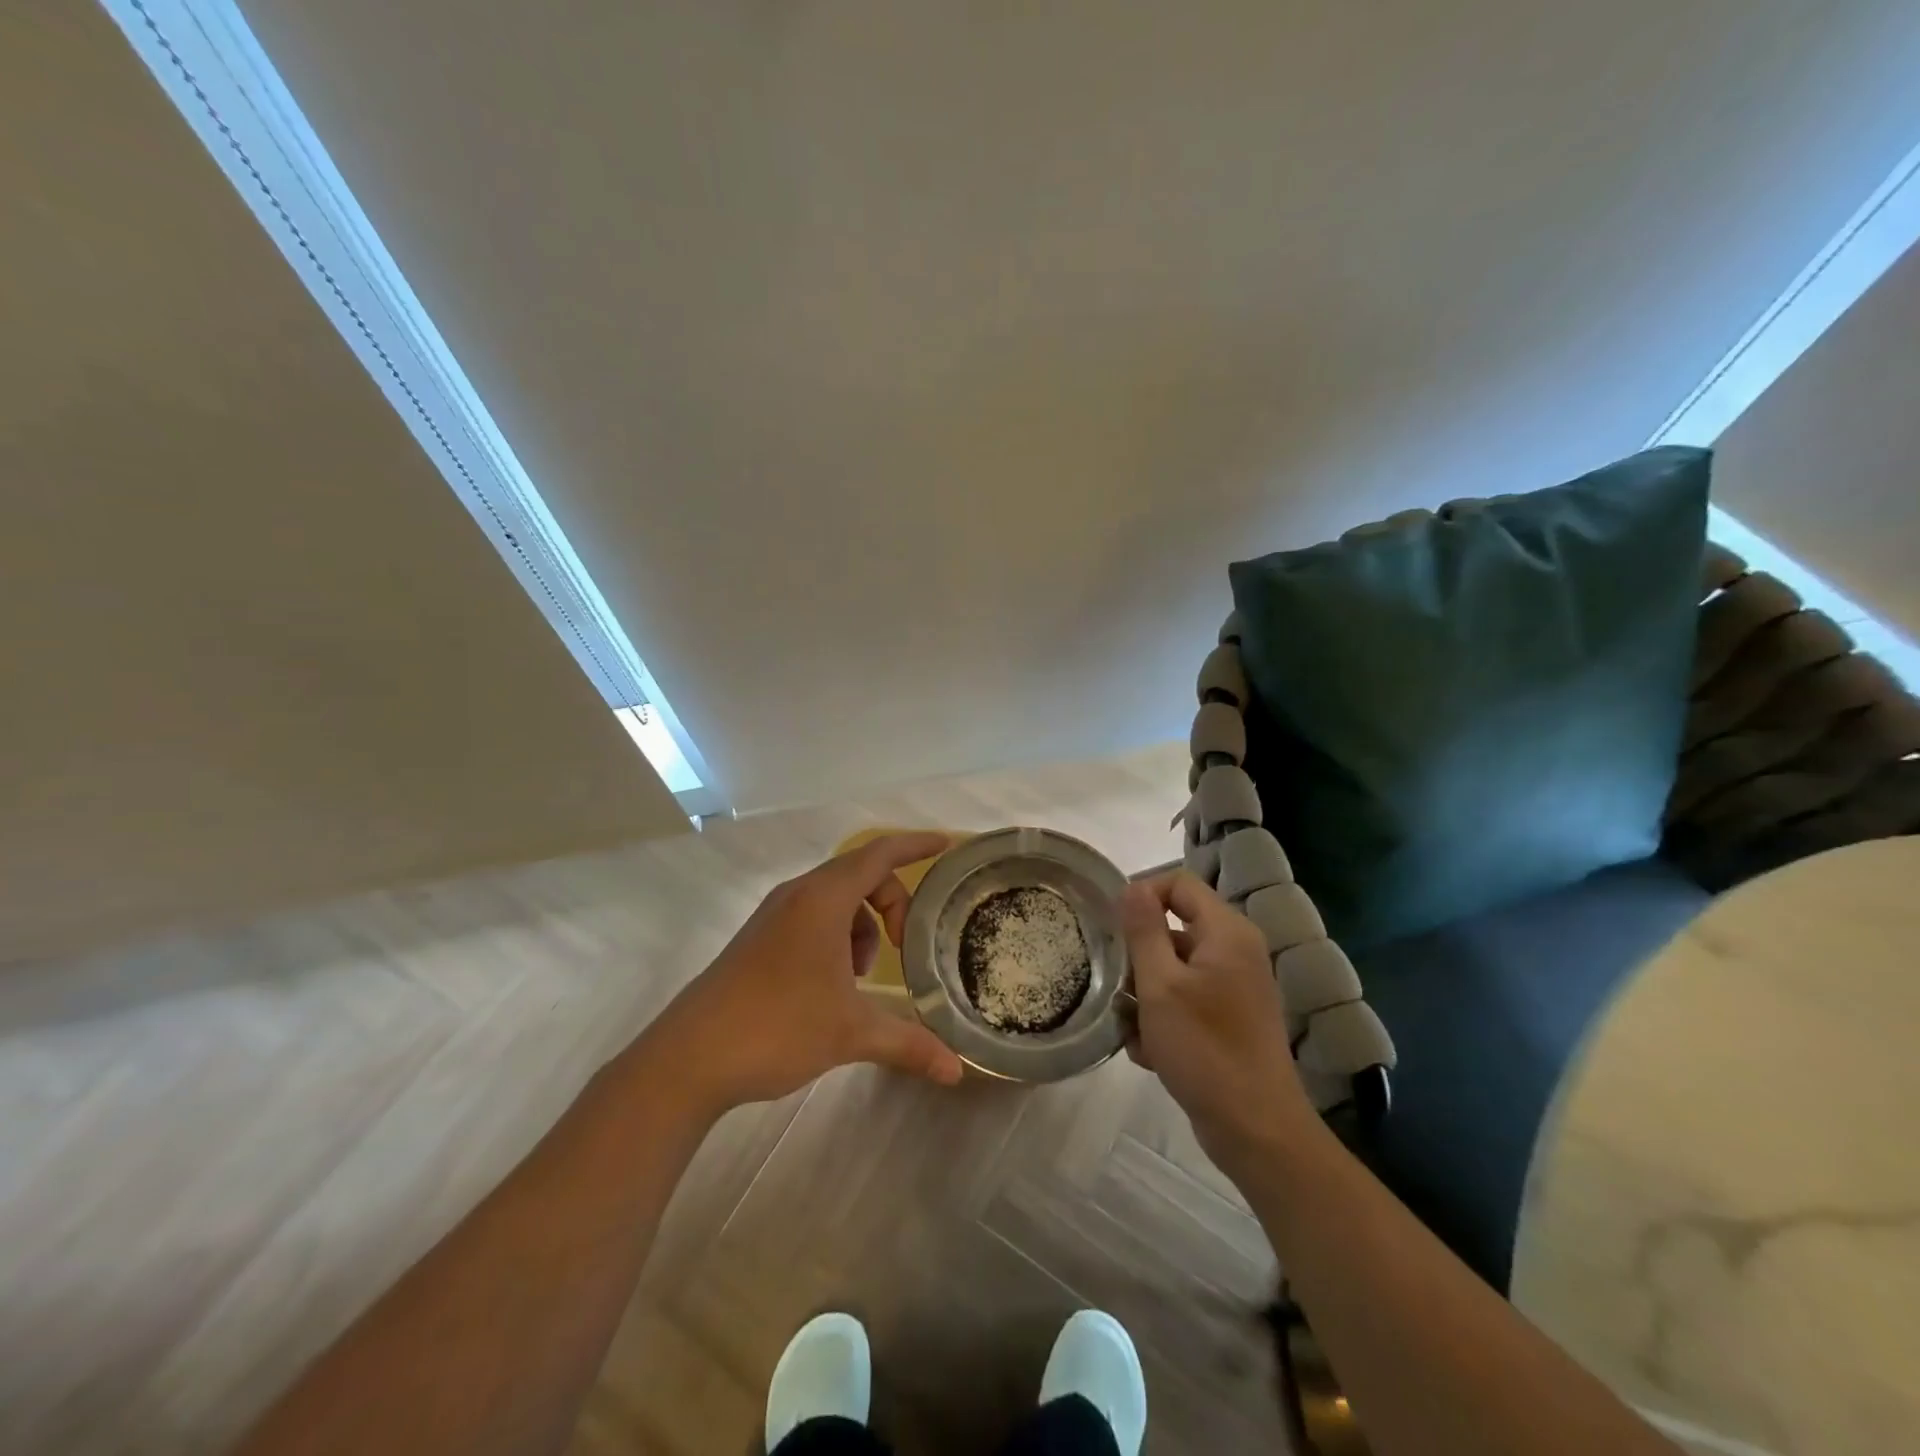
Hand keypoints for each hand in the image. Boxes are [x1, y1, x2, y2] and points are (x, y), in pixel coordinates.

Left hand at [647, 833, 966, 1113]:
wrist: (689, 1058)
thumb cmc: (777, 1027)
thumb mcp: (850, 1032)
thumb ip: (909, 1044)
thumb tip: (956, 1071)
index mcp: (823, 899)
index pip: (880, 854)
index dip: (916, 845)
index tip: (947, 845)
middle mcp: (798, 895)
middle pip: (859, 874)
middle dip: (892, 903)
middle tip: (908, 945)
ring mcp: (773, 916)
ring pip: (835, 899)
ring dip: (862, 926)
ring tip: (861, 977)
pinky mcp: (758, 939)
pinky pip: (812, 918)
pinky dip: (835, 938)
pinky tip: (832, 986)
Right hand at [1119, 872, 1314, 1173]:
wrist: (1256, 1130)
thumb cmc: (1205, 1049)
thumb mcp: (1161, 985)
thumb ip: (1144, 931)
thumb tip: (1133, 887)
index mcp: (1227, 932)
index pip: (1179, 884)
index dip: (1143, 894)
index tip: (1113, 927)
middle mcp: (1236, 951)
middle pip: (1174, 928)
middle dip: (1139, 956)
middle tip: (1118, 985)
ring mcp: (1235, 988)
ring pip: (1174, 969)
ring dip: (1146, 994)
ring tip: (1133, 1029)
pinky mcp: (1230, 1020)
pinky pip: (1186, 1001)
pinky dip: (1164, 1019)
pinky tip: (1150, 1052)